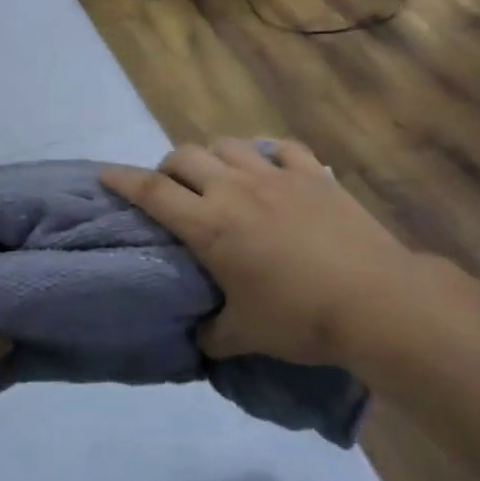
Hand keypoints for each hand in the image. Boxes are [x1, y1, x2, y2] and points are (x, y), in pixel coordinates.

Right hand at [102, 139, 424, 369]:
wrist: (376, 302)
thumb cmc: (301, 319)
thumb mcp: (246, 335)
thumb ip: (213, 333)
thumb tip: (199, 336)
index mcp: (209, 225)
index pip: (151, 192)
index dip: (122, 179)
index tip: (104, 172)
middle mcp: (234, 189)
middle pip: (185, 156)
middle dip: (169, 167)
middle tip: (173, 190)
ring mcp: (276, 176)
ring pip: (228, 144)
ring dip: (214, 156)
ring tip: (219, 177)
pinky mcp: (313, 174)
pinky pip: (281, 148)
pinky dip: (267, 153)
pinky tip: (269, 167)